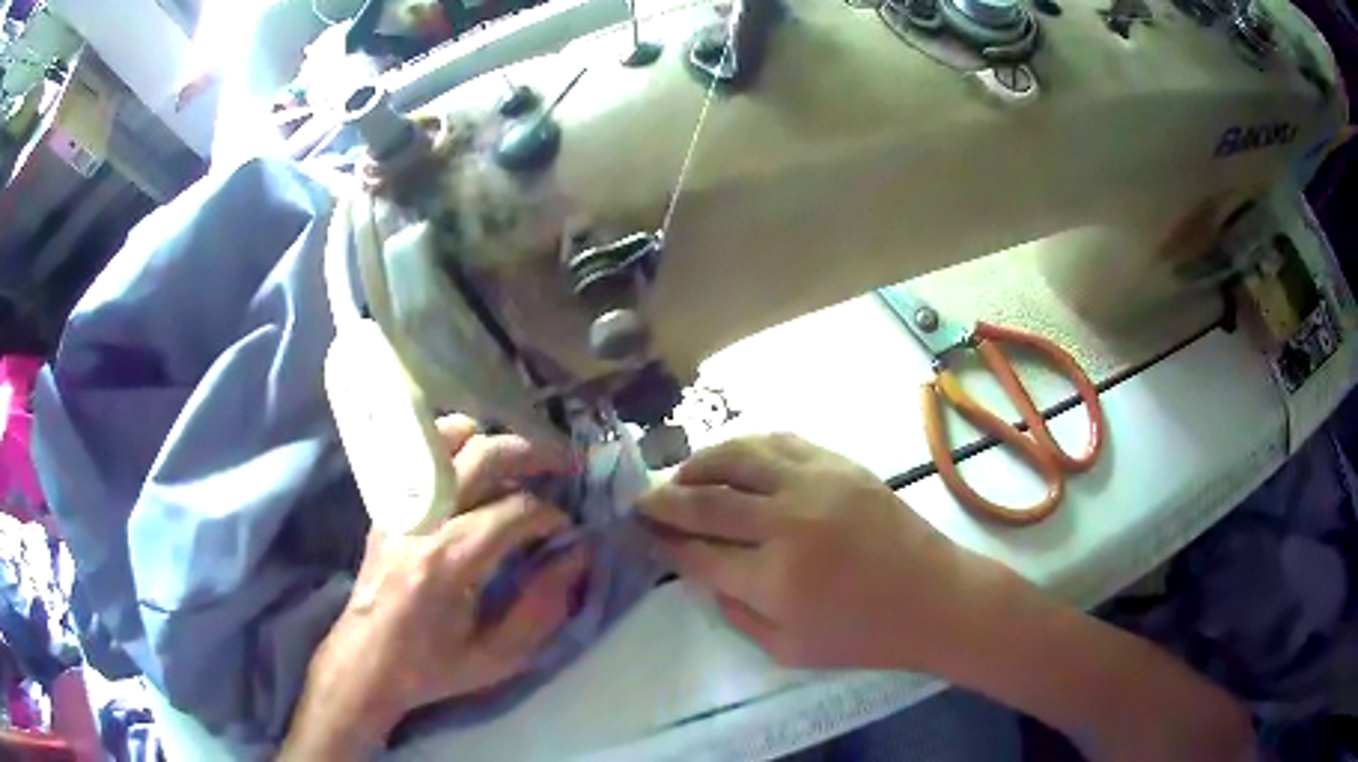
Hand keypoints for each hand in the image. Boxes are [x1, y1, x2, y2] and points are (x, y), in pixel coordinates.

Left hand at [281, 416, 587, 758]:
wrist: (366, 660)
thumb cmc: (433, 666)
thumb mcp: (498, 657)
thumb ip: (542, 608)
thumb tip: (576, 556)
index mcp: (449, 563)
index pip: (514, 510)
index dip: (550, 515)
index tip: (564, 531)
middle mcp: (422, 521)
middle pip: (482, 456)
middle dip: (532, 454)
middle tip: (561, 466)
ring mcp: (398, 506)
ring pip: (446, 440)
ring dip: (488, 442)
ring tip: (514, 463)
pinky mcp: (385, 505)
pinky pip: (421, 454)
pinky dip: (454, 450)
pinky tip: (473, 473)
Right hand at [638, 433, 975, 671]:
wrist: (933, 597)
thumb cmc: (862, 635)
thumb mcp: (787, 648)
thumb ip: (734, 611)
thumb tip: (699, 572)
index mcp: (774, 578)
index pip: (697, 552)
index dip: (663, 542)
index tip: (642, 534)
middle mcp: (788, 522)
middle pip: (706, 501)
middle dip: (663, 501)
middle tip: (640, 501)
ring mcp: (816, 484)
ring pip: (738, 457)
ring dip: (699, 464)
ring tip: (682, 476)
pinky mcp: (840, 464)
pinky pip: (781, 441)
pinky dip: (747, 446)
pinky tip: (734, 459)